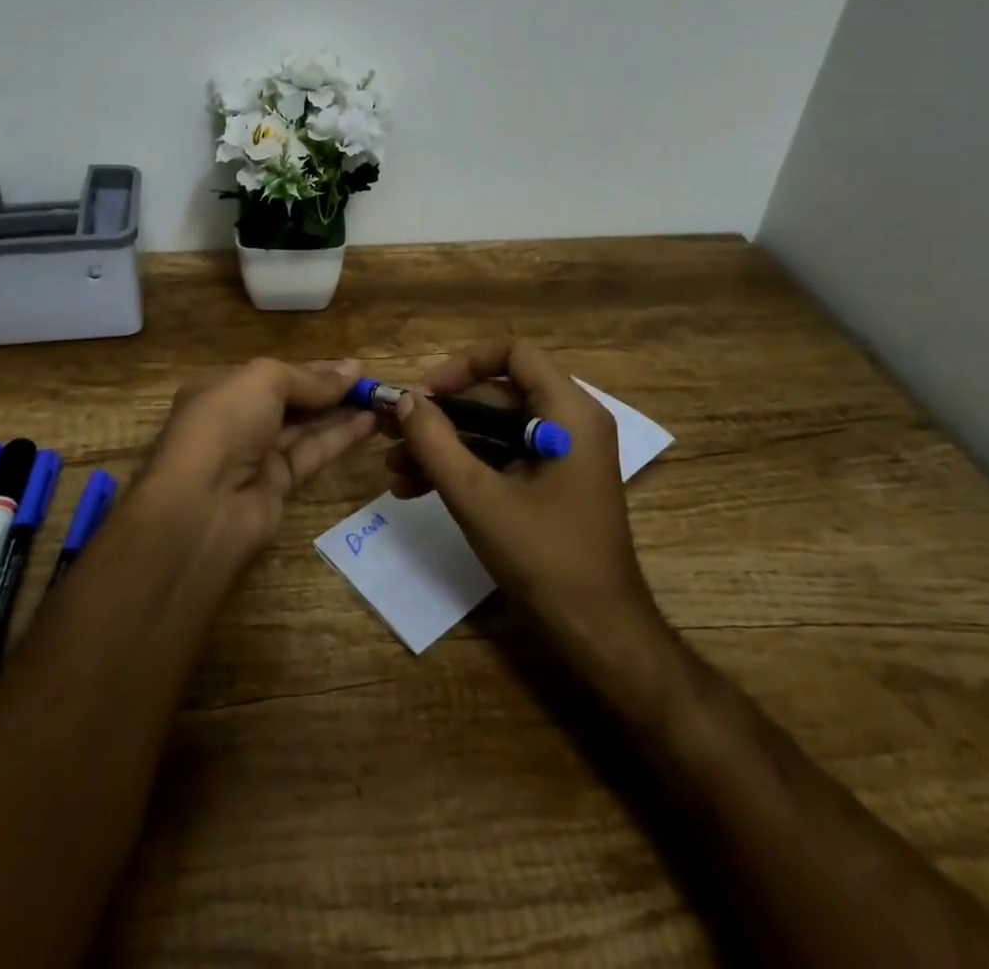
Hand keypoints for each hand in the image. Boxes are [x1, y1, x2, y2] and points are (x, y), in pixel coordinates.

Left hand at [139, 357, 377, 553]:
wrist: (203, 508)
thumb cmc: (224, 426)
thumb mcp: (263, 381)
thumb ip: (308, 378)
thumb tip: (350, 371)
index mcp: (220, 389)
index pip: (272, 374)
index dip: (312, 369)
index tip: (352, 366)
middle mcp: (236, 420)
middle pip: (290, 400)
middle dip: (328, 390)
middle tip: (371, 382)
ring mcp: (255, 455)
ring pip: (304, 427)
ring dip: (340, 412)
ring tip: (380, 400)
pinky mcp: (277, 485)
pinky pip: (312, 453)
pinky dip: (339, 437)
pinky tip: (369, 423)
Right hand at [386, 340, 672, 676]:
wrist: (597, 634)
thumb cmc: (543, 557)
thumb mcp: (478, 497)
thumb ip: (435, 442)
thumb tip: (404, 399)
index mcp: (568, 413)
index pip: (513, 354)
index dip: (463, 365)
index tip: (424, 394)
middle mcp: (568, 424)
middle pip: (494, 394)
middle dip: (439, 415)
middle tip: (391, 431)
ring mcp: (559, 455)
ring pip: (490, 430)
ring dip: (441, 446)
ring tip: (392, 469)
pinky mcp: (547, 484)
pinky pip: (498, 458)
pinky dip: (460, 468)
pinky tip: (413, 490)